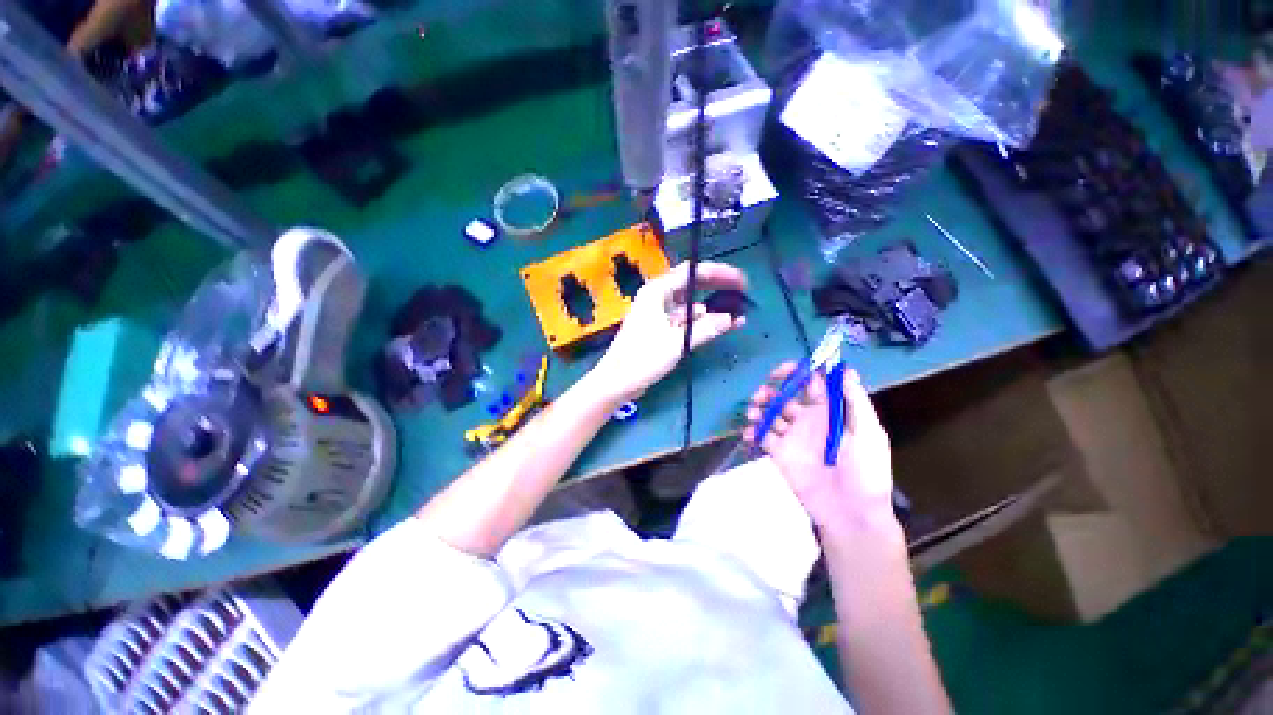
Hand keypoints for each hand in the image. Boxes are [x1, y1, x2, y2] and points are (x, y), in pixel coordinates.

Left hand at [591, 261, 747, 401]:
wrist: (617, 382)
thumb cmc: (642, 359)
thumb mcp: (677, 343)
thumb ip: (706, 329)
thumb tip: (731, 318)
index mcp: (657, 291)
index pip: (692, 272)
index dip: (719, 273)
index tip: (741, 280)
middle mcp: (657, 297)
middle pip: (692, 284)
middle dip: (718, 286)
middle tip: (743, 290)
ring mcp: (658, 312)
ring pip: (690, 303)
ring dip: (711, 307)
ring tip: (736, 312)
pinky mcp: (660, 328)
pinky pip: (685, 319)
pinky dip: (701, 321)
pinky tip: (718, 326)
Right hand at [744, 363, 894, 533]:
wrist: (851, 513)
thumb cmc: (866, 472)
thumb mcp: (870, 435)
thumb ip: (856, 403)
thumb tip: (846, 371)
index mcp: (828, 412)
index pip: (810, 384)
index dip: (796, 373)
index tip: (782, 371)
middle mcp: (807, 420)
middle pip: (783, 397)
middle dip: (770, 390)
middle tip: (761, 394)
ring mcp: (792, 437)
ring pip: (770, 414)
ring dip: (758, 407)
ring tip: (753, 411)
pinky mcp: (779, 454)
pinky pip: (762, 437)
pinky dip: (752, 431)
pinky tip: (749, 432)